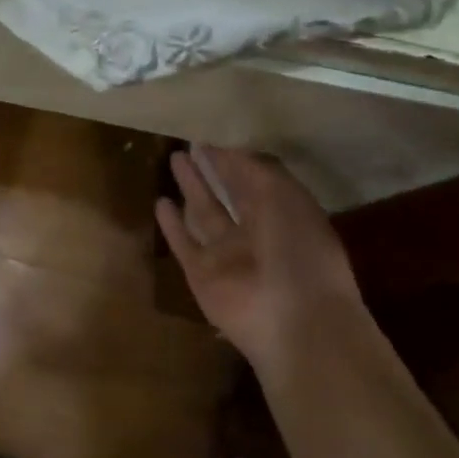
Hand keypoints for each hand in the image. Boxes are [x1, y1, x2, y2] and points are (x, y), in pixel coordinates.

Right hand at [155, 147, 360, 369]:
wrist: (291, 320)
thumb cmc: (297, 250)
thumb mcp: (284, 197)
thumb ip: (255, 170)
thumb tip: (228, 151)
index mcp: (286, 214)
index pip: (258, 179)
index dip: (237, 158)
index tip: (215, 136)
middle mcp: (258, 233)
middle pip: (231, 194)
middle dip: (214, 169)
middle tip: (191, 144)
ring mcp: (228, 255)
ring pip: (206, 214)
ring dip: (192, 188)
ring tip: (174, 159)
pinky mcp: (202, 274)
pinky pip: (184, 243)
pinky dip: (172, 225)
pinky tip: (160, 203)